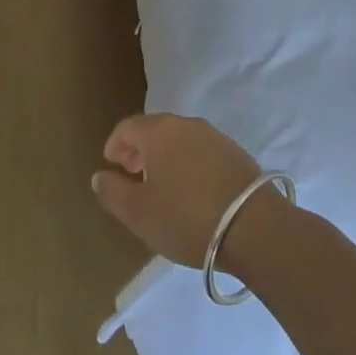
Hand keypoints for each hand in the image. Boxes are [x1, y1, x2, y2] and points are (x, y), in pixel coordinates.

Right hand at [92, 114, 277, 269]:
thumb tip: (100, 175)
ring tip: (163, 186)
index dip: (115, 145)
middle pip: (154, 130)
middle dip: (140, 150)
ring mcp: (216, 137)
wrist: (256, 229)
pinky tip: (193, 191)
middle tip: (134, 176)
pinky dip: (189, 164)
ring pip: (180, 140)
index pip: (127, 127)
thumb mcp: (138, 213)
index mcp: (159, 131)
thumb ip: (112, 191)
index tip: (112, 167)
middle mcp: (187, 125)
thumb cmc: (187, 218)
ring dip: (166, 157)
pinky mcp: (238, 154)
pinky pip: (202, 152)